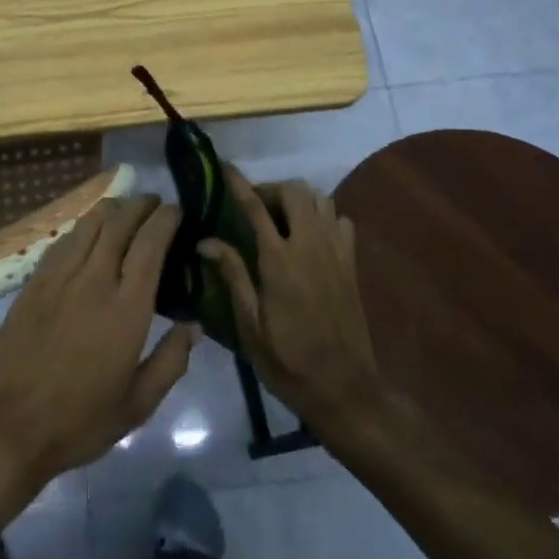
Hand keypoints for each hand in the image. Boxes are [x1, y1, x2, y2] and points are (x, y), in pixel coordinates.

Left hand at [0, 196, 197, 491]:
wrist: (9, 428)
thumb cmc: (80, 421)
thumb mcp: (138, 404)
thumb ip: (171, 361)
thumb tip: (194, 325)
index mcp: (126, 308)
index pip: (150, 243)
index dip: (165, 219)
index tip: (177, 211)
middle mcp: (94, 280)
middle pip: (120, 222)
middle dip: (141, 205)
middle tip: (154, 203)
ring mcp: (60, 277)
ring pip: (89, 224)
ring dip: (112, 209)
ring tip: (125, 209)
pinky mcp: (34, 281)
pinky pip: (64, 240)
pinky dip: (83, 226)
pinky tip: (88, 232)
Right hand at [199, 172, 390, 435]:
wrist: (346, 390)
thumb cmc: (288, 362)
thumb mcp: (250, 326)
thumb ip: (233, 276)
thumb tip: (206, 241)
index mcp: (279, 262)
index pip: (256, 208)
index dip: (240, 184)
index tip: (226, 167)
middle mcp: (310, 246)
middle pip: (295, 192)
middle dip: (272, 188)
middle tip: (254, 205)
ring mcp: (336, 252)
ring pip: (320, 199)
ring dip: (298, 198)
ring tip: (280, 216)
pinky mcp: (351, 263)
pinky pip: (340, 220)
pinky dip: (323, 215)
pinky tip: (310, 234)